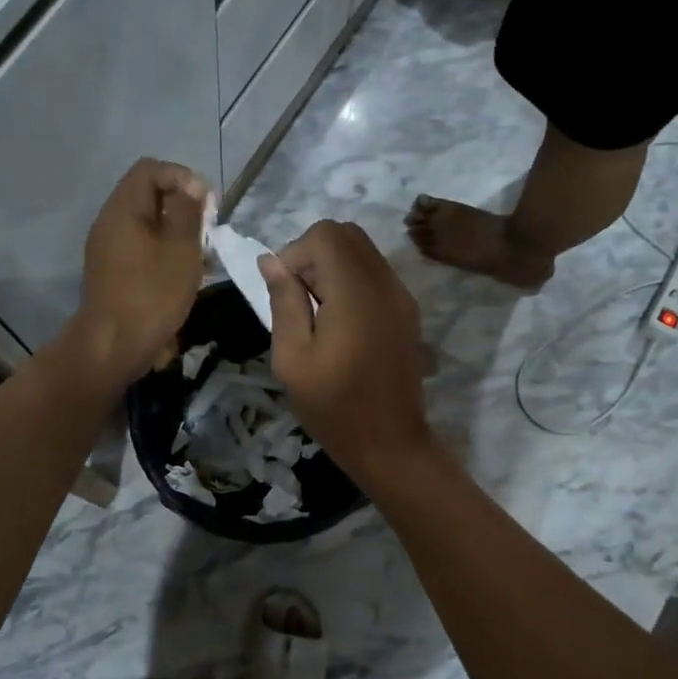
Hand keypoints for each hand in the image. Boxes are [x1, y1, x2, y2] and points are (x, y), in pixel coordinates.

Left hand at [71, 159, 208, 385]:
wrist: (113, 346)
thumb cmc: (152, 295)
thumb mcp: (181, 250)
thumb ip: (188, 212)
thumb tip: (192, 186)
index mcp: (123, 209)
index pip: (150, 169)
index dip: (182, 177)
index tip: (207, 204)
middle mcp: (109, 222)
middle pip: (146, 195)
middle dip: (182, 205)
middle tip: (207, 229)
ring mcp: (107, 248)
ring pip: (145, 223)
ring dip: (175, 230)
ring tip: (201, 253)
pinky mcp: (112, 271)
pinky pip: (140, 246)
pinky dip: (163, 250)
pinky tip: (184, 272)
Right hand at [259, 220, 435, 488]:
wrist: (390, 444)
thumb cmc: (333, 407)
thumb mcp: (292, 358)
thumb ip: (283, 302)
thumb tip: (270, 261)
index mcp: (355, 293)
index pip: (325, 235)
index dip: (295, 254)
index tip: (285, 294)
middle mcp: (385, 283)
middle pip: (346, 234)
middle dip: (313, 256)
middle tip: (300, 301)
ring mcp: (401, 296)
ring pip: (362, 251)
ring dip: (332, 268)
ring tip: (319, 315)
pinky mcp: (407, 311)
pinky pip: (375, 274)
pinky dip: (351, 282)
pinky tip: (341, 325)